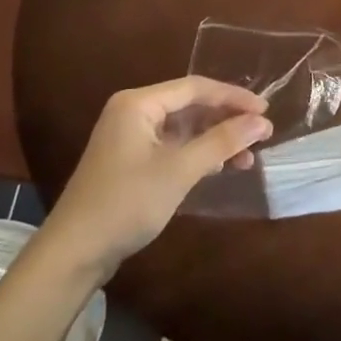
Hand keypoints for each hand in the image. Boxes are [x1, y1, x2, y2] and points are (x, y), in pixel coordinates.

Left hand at [38, 76, 270, 279]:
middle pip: (191, 106)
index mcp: (138, 103)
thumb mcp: (179, 170)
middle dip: (227, 120)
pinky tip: (221, 167)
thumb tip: (262, 121)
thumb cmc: (126, 203)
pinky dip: (199, 155)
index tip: (266, 110)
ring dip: (216, 140)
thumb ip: (222, 142)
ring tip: (248, 158)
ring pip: (185, 129)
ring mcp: (131, 137)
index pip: (196, 88)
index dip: (233, 97)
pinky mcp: (132, 161)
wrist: (74, 253)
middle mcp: (133, 112)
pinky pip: (174, 146)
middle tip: (262, 134)